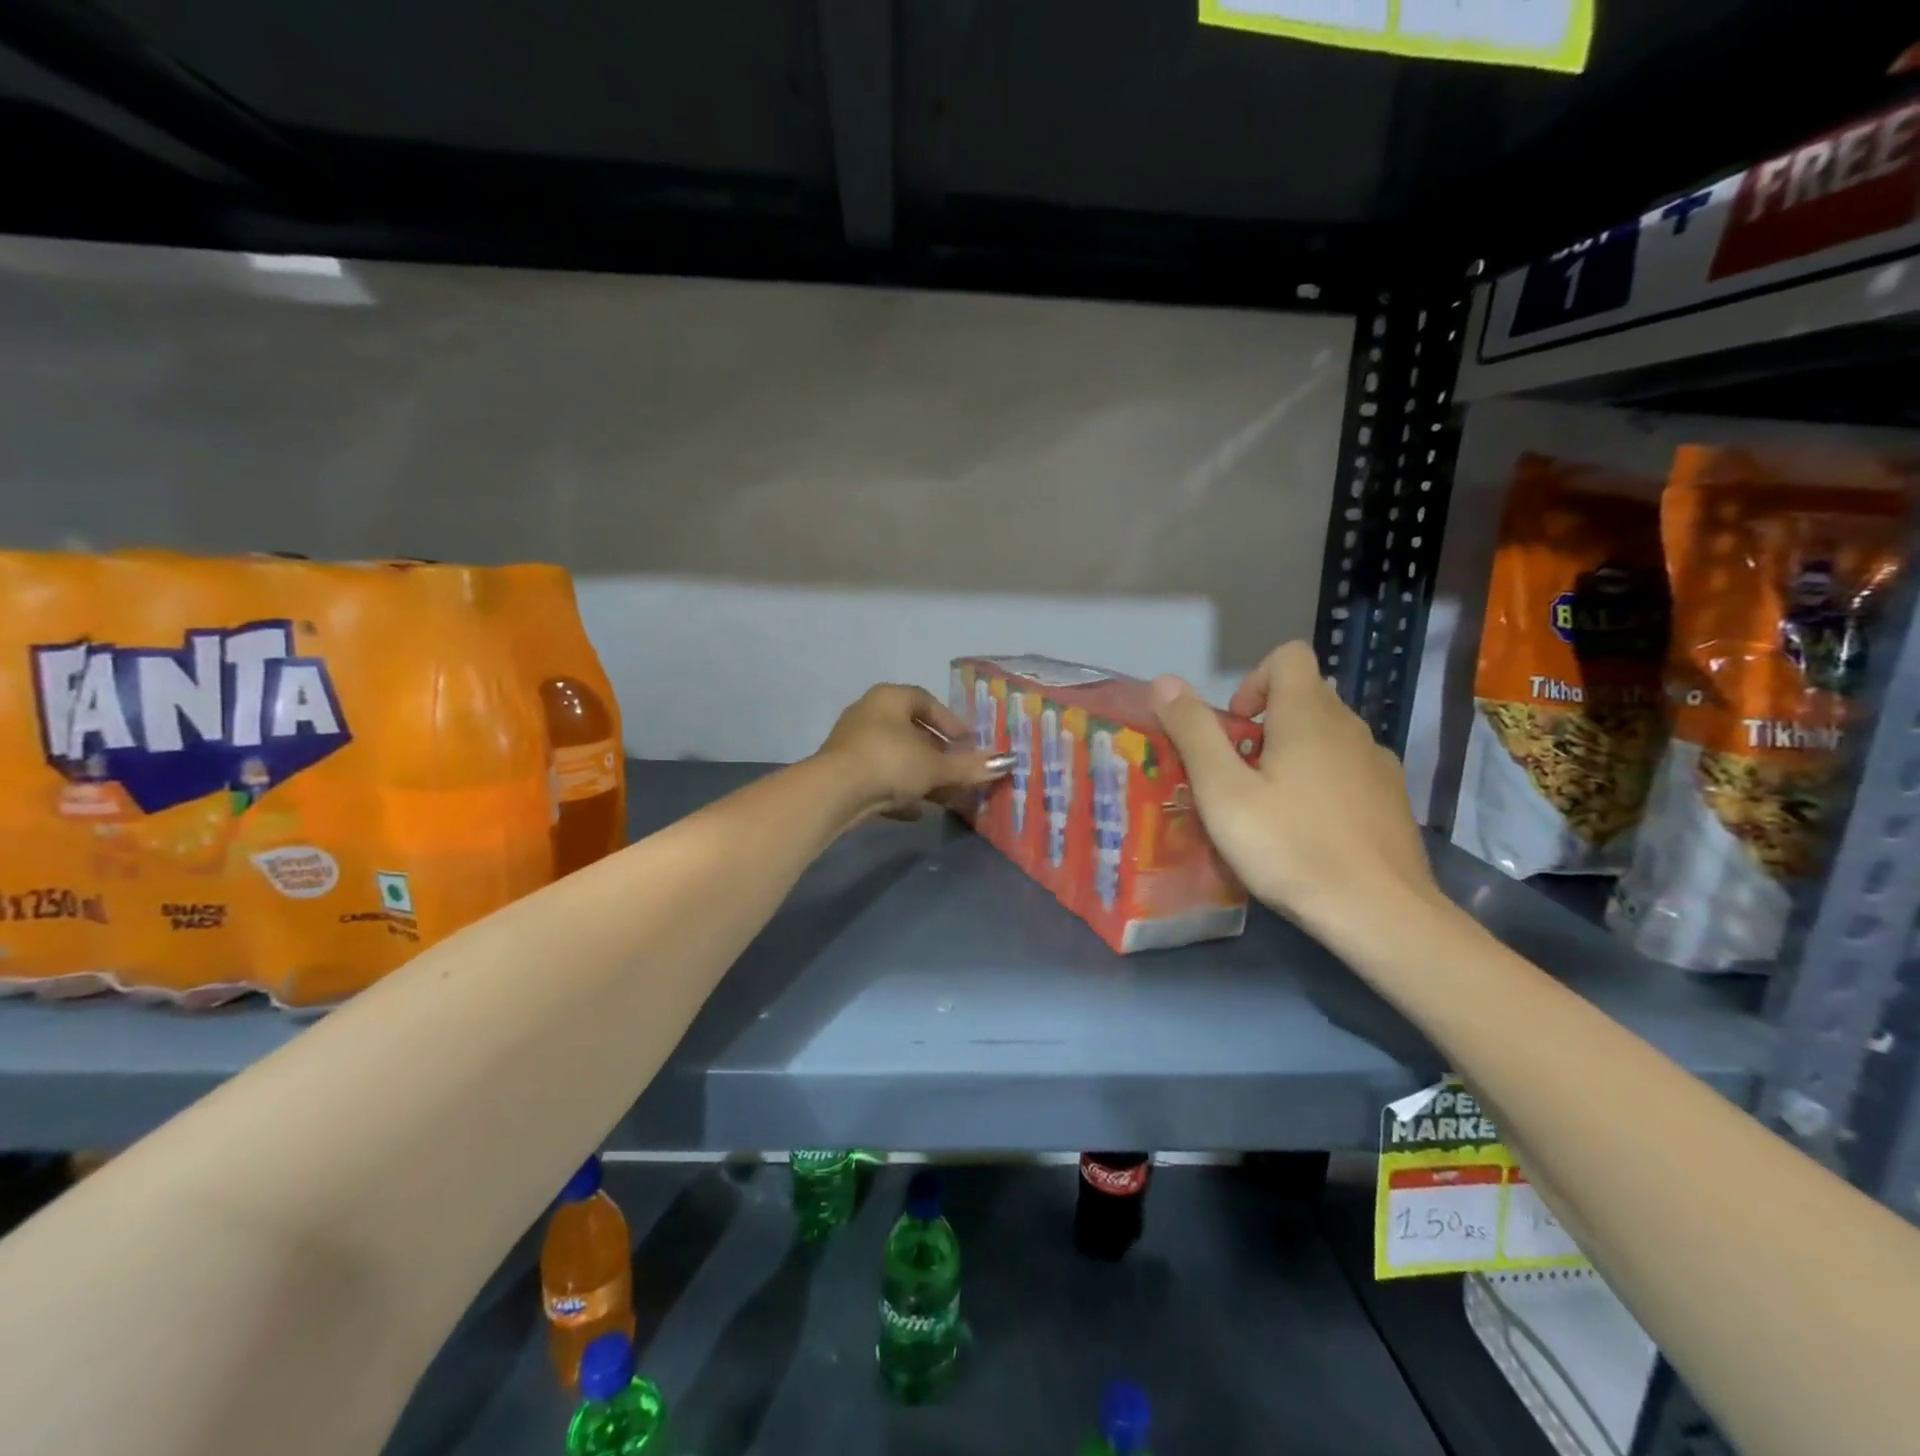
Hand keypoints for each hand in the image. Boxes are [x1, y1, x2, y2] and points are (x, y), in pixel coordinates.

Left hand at [814, 683, 1007, 821]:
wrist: (835, 793)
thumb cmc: (890, 762)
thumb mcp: (936, 766)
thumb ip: (969, 766)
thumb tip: (1006, 763)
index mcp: (889, 698)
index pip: (926, 701)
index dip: (950, 722)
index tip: (968, 742)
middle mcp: (868, 714)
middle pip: (911, 732)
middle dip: (938, 754)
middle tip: (959, 770)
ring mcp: (852, 744)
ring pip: (896, 758)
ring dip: (921, 776)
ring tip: (945, 796)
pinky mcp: (843, 773)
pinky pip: (879, 778)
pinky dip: (899, 792)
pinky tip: (917, 811)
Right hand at [1149, 641, 1440, 947]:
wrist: (1380, 913)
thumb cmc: (1291, 847)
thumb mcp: (1224, 793)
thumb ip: (1194, 733)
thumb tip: (1164, 680)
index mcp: (1309, 716)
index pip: (1288, 657)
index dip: (1252, 681)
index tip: (1234, 729)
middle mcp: (1350, 727)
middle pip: (1304, 698)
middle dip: (1264, 726)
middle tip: (1238, 777)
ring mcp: (1378, 763)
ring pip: (1326, 737)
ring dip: (1292, 756)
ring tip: (1269, 809)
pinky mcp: (1391, 799)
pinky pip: (1348, 770)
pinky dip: (1322, 783)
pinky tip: (1309, 831)